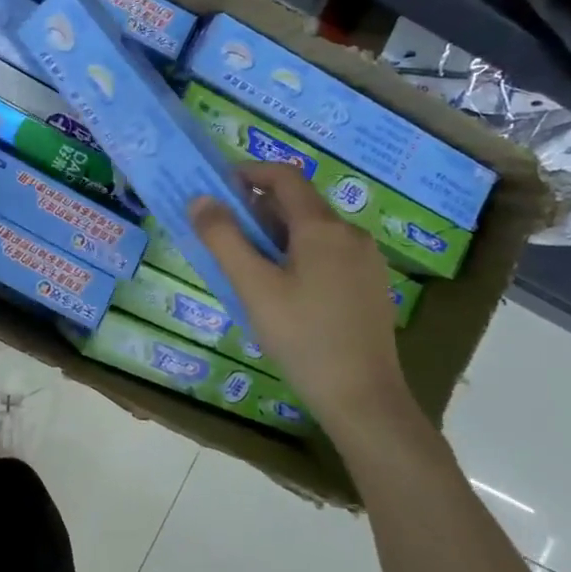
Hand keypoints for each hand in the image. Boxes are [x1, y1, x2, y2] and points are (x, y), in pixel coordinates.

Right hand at [190, 162, 410, 431]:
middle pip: (298, 203)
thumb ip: (224, 238)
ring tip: (245, 266)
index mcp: (323, 227)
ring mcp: (365, 261)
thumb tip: (201, 199)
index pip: (284, 176)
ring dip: (274, 234)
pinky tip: (280, 290)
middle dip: (256, 209)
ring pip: (312, 231)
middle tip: (222, 235)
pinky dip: (296, 255)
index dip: (248, 172)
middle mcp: (350, 234)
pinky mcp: (369, 286)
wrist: (364, 399)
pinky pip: (326, 254)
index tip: (217, 189)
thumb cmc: (303, 337)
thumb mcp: (253, 287)